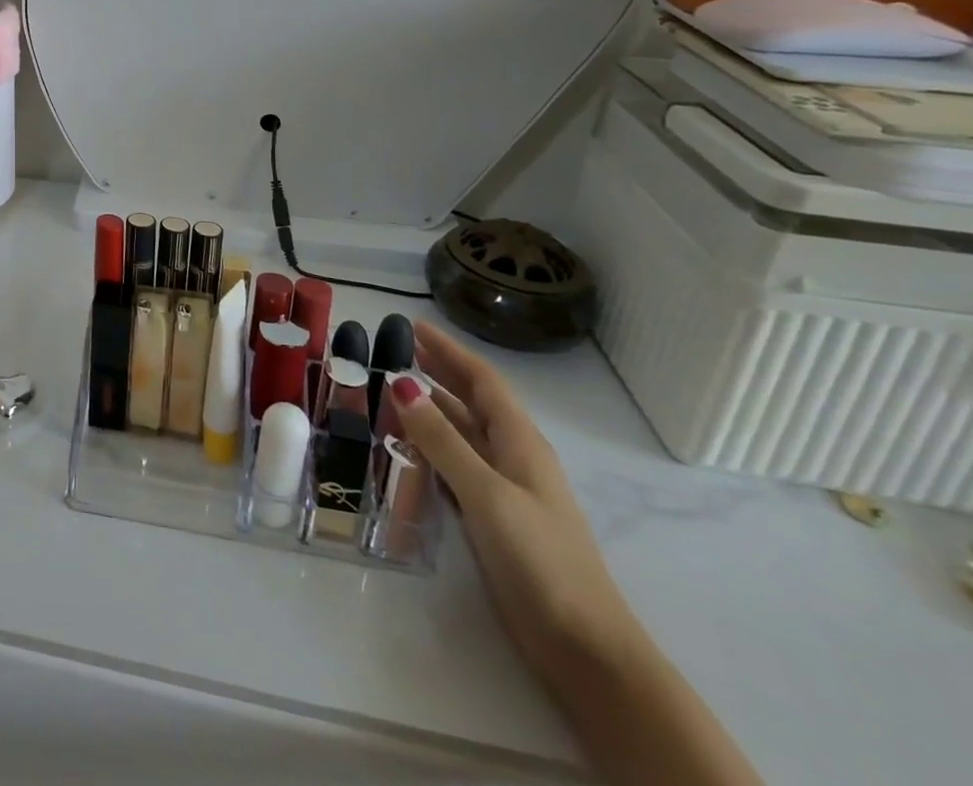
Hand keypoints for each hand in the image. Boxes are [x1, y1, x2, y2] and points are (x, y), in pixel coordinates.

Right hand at [388, 322, 639, 688]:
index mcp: (520, 442)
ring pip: (461, 434)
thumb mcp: (486, 492)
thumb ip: (442, 439)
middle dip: (439, 372)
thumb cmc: (540, 558)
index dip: (450, 351)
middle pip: (473, 402)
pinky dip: (430, 447)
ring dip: (430, 410)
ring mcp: (504, 489)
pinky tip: (405, 447)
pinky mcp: (493, 518)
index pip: (483, 381)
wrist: (583, 646)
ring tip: (389, 392)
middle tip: (396, 350)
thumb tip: (402, 383)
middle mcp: (513, 457)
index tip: (414, 326)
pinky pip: (455, 465)